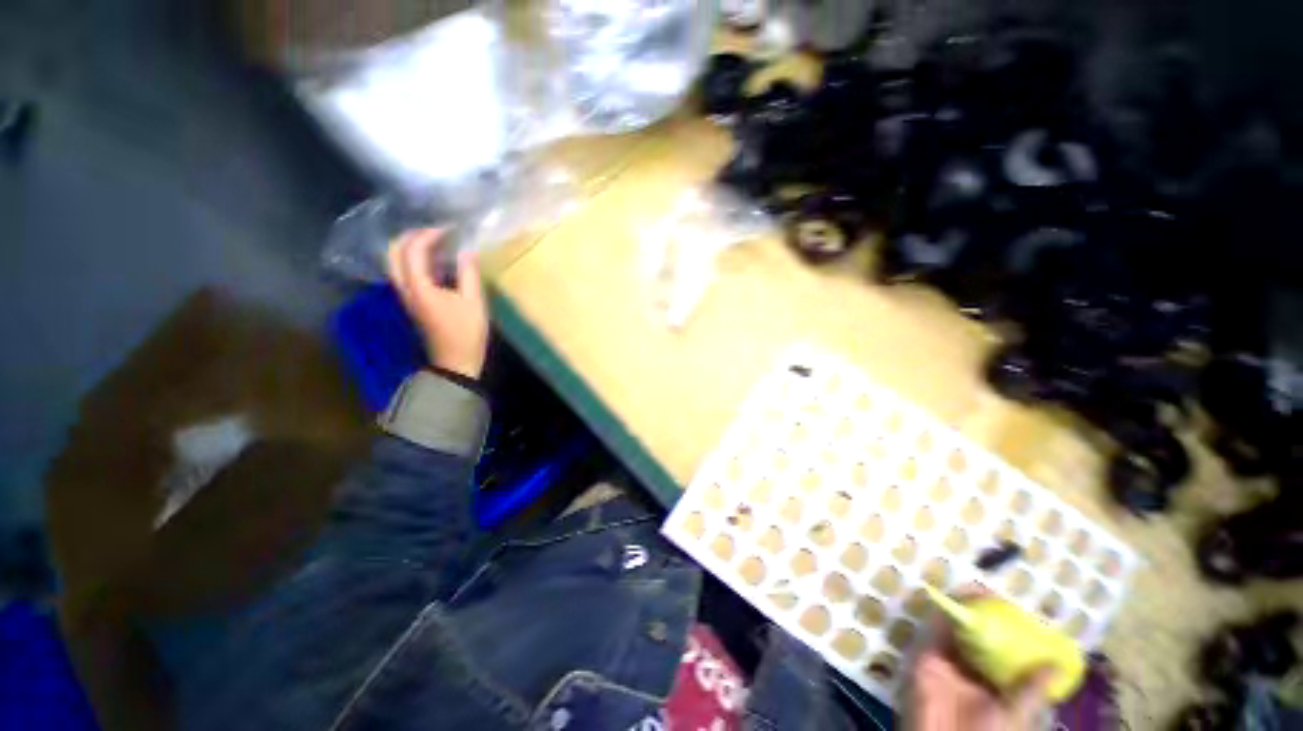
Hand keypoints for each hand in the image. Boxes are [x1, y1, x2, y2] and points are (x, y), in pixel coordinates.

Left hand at [386, 229, 488, 378]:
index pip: (413, 250)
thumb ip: (469, 273)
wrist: (455, 362)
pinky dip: (415, 261)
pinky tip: (436, 262)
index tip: (449, 229)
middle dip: (410, 236)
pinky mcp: (413, 303)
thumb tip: (467, 249)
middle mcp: (405, 289)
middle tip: (435, 232)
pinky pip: (405, 273)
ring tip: (435, 242)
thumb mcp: (474, 302)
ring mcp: (406, 297)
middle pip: (393, 253)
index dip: (428, 234)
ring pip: (396, 263)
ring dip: (410, 247)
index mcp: (419, 287)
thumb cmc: (466, 333)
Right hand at [909, 591, 1053, 730]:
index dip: (1012, 633)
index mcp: (996, 684)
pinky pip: (934, 632)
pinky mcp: (926, 657)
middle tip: (996, 598)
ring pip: (956, 630)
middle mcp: (972, 670)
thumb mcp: (1015, 715)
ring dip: (964, 610)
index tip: (1021, 615)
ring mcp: (948, 662)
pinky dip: (943, 615)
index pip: (1005, 654)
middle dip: (986, 617)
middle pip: (980, 638)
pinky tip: (955, 602)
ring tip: (977, 591)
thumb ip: (1030, 691)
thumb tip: (1056, 665)